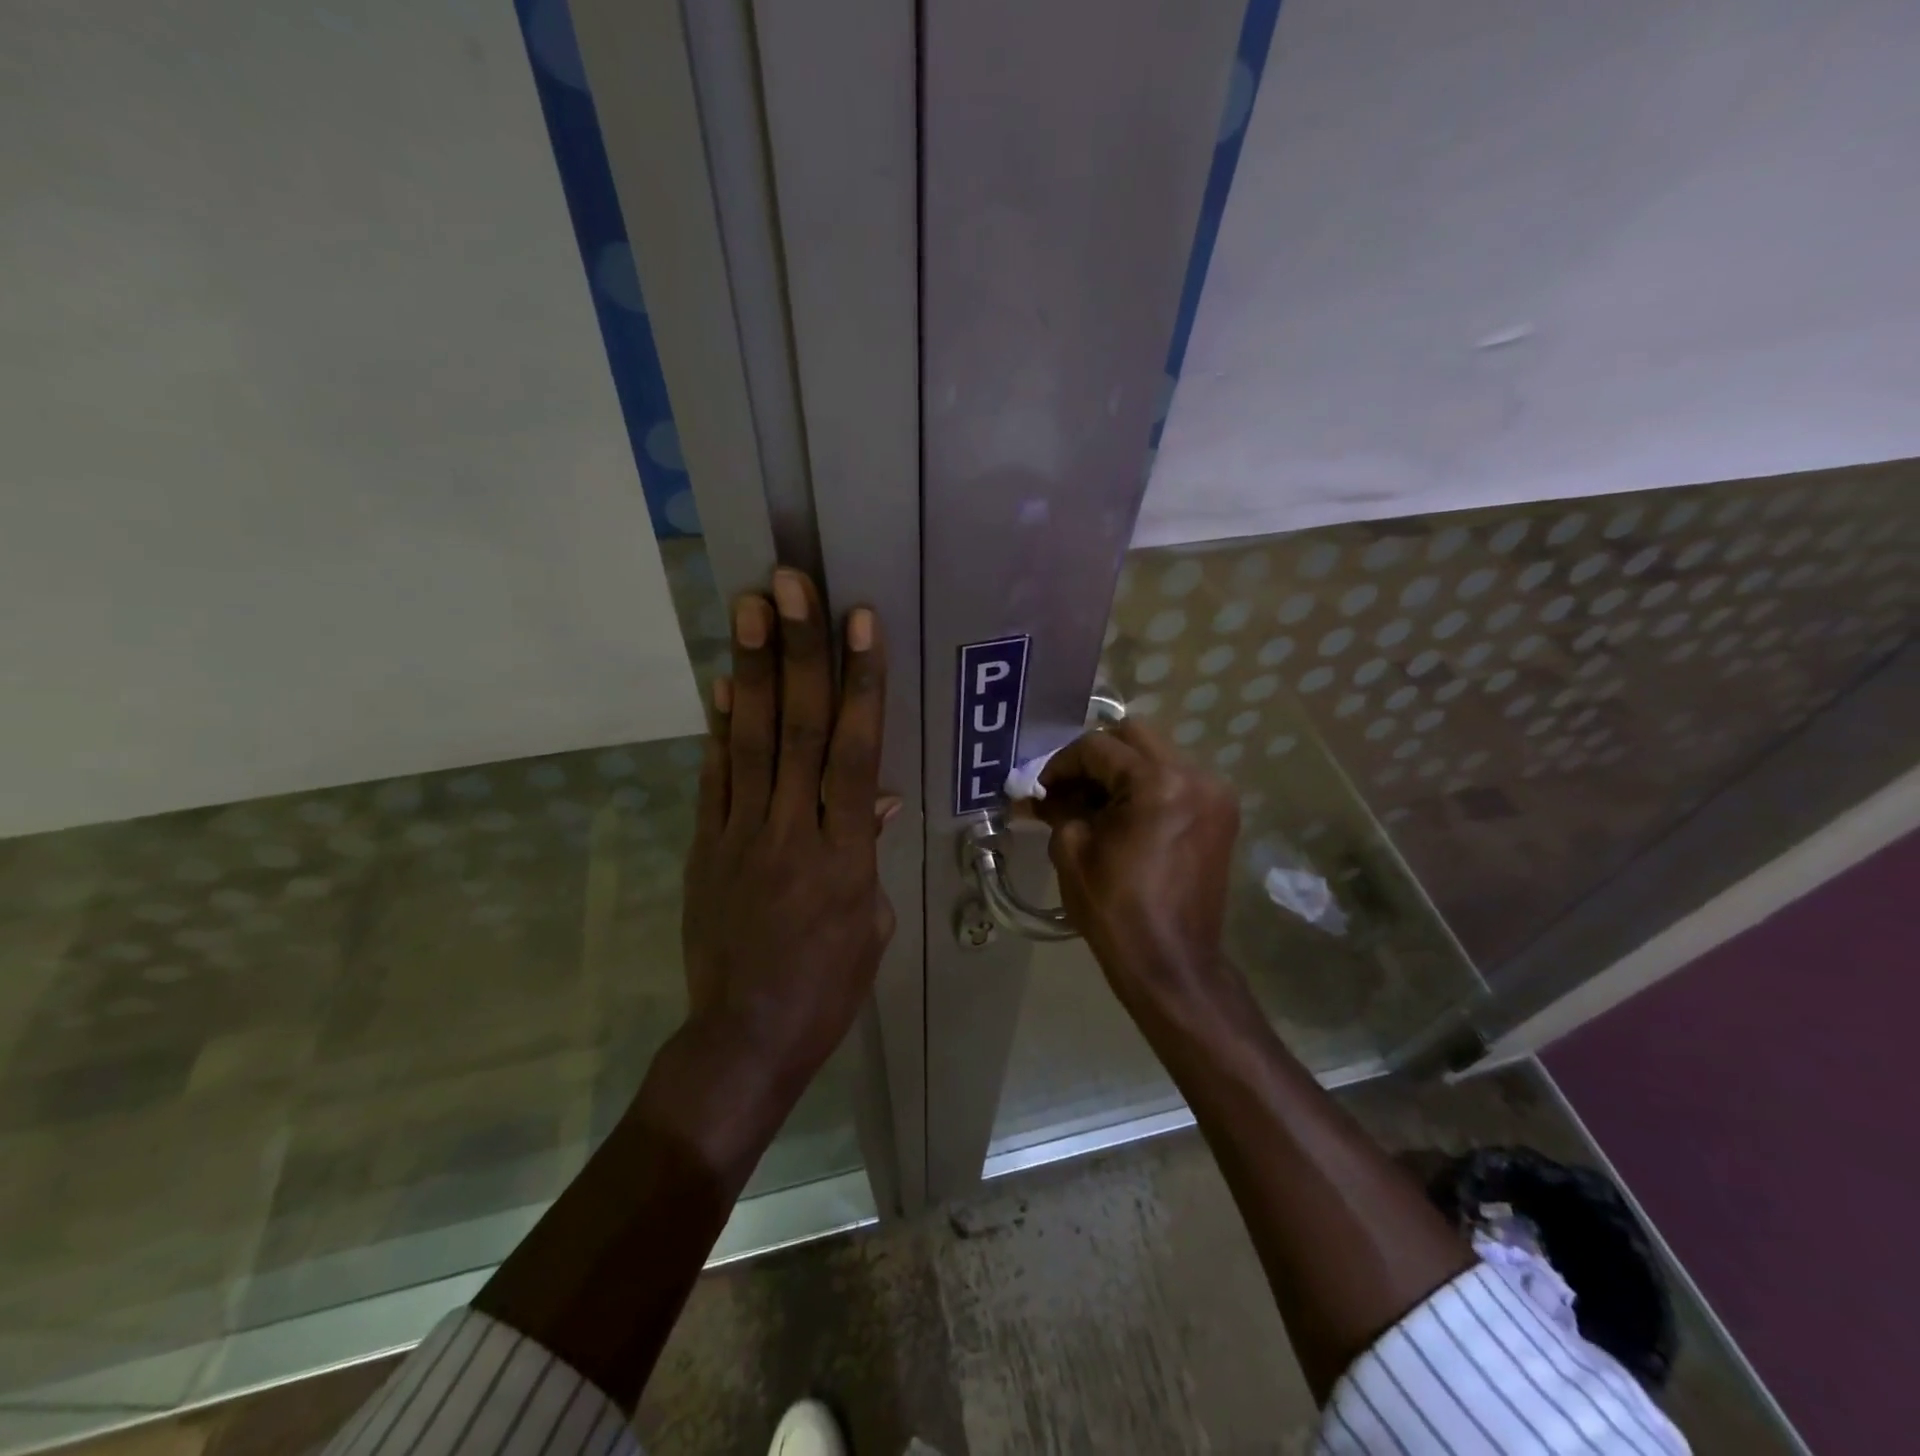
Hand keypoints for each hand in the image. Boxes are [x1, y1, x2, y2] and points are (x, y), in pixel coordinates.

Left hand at [681, 569, 894, 1087]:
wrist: (746, 1040)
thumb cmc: (827, 989)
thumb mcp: (872, 925)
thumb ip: (869, 854)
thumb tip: (879, 800)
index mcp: (844, 854)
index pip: (856, 752)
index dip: (860, 683)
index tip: (859, 622)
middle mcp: (792, 831)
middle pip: (800, 730)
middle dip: (798, 652)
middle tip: (790, 585)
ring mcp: (741, 835)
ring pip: (752, 741)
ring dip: (753, 670)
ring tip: (749, 607)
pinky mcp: (706, 847)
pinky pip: (714, 779)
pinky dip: (718, 728)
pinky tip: (721, 682)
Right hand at [1032, 720, 1242, 1022]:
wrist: (1172, 963)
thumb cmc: (1116, 909)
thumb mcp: (1072, 851)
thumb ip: (1057, 807)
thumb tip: (1036, 793)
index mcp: (1158, 782)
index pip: (1098, 747)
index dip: (1061, 763)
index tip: (1040, 788)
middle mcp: (1195, 775)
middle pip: (1133, 737)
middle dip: (1094, 757)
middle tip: (1067, 787)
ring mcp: (1214, 793)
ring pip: (1157, 755)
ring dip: (1120, 770)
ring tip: (1092, 803)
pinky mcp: (1220, 814)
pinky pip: (1176, 779)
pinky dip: (1146, 786)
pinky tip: (1123, 814)